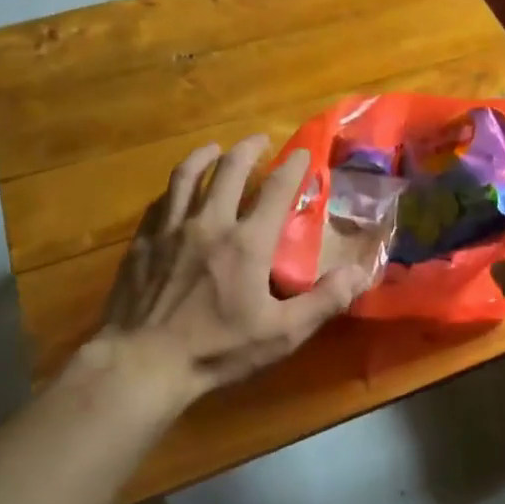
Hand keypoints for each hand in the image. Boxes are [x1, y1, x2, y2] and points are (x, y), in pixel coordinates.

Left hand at [71, 135, 369, 411]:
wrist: (142, 364)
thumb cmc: (216, 350)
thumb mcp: (281, 333)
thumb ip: (324, 301)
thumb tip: (361, 272)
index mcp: (246, 242)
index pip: (276, 190)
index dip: (292, 167)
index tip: (302, 152)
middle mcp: (209, 223)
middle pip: (229, 170)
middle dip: (247, 149)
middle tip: (258, 139)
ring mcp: (171, 230)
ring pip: (187, 176)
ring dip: (205, 156)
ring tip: (215, 149)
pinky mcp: (143, 242)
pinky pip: (161, 201)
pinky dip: (175, 187)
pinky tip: (177, 190)